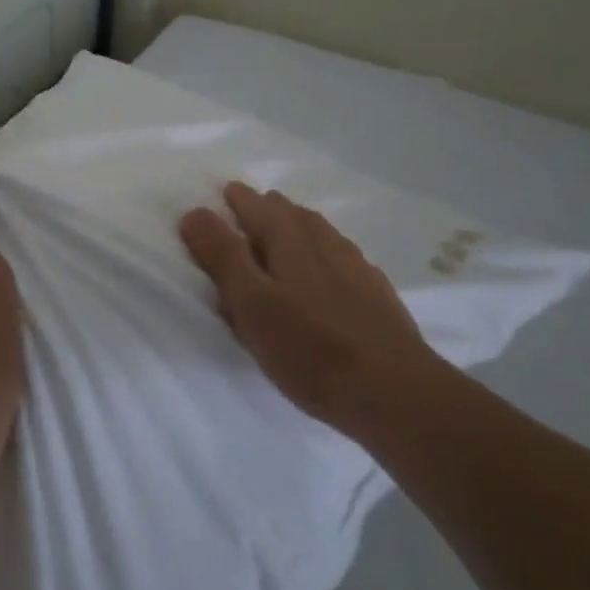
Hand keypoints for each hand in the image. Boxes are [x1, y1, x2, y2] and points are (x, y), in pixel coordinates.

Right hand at [179, 183, 440, 433]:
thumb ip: (222, 256)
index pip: (255, 205)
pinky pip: (340, 258)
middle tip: (245, 216)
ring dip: (295, 229)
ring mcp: (355, 265)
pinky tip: (324, 274)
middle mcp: (324, 241)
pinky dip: (321, 255)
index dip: (235, 200)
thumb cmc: (309, 348)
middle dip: (265, 210)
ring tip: (280, 239)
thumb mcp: (251, 304)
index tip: (221, 197)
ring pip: (318, 233)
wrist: (394, 392)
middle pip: (290, 213)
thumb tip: (195, 211)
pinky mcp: (375, 293)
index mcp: (289, 239)